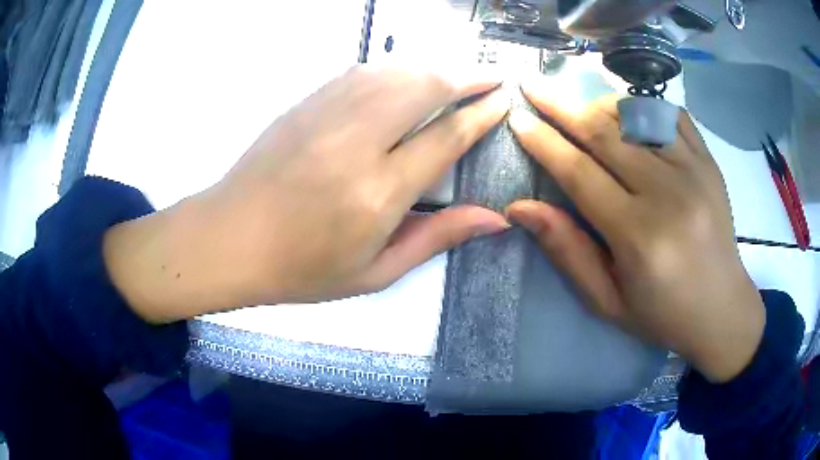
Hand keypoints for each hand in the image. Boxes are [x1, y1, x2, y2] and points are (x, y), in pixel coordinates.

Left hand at [104, 66, 510, 322]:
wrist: (230, 239)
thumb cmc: (302, 268)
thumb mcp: (375, 272)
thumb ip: (436, 237)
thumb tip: (495, 219)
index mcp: (378, 192)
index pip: (446, 137)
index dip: (481, 114)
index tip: (502, 100)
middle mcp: (357, 142)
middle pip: (425, 87)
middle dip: (466, 75)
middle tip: (491, 77)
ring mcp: (326, 114)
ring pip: (395, 71)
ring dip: (434, 66)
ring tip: (458, 72)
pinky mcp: (306, 103)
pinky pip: (362, 72)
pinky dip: (395, 68)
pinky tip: (407, 75)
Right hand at [507, 86, 764, 382]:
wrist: (721, 309)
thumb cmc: (661, 314)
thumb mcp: (607, 300)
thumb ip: (567, 251)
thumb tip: (520, 208)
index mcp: (639, 236)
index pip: (579, 172)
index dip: (543, 142)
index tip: (517, 118)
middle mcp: (667, 193)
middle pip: (605, 133)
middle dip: (561, 105)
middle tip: (533, 85)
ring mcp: (694, 171)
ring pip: (637, 114)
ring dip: (599, 102)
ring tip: (577, 102)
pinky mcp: (709, 162)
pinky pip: (671, 114)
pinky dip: (643, 105)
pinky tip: (627, 110)